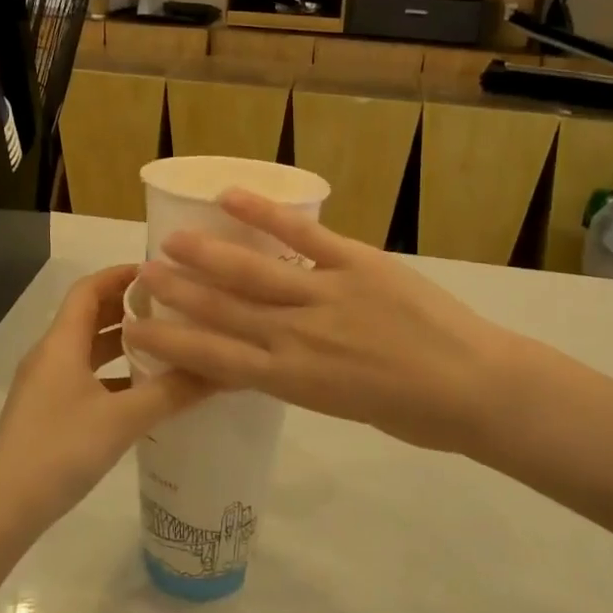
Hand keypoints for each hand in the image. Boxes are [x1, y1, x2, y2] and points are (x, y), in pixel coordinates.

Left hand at [0, 265, 206, 533]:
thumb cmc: (60, 450)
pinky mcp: (49, 411)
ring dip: (123, 341)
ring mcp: (47, 385)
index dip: (121, 274)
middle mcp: (51, 355)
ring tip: (166, 342)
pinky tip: (143, 390)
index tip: (161, 272)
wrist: (3, 509)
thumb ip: (171, 392)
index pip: (90, 289)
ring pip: (89, 349)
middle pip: (90, 315)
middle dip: (129, 306)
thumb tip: (220, 369)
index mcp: (61, 343)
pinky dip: (114, 374)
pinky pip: (86, 377)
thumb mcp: (122, 420)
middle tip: (173, 305)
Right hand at [127, 191, 522, 456]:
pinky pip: (303, 236)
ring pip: (252, 273)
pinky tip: (231, 198)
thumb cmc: (413, 414)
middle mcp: (297, 337)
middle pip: (223, 312)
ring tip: (170, 239)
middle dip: (177, 294)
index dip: (171, 343)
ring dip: (206, 255)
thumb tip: (270, 355)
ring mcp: (326, 295)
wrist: (476, 388)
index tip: (136, 329)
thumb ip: (300, 377)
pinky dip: (266, 215)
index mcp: (292, 380)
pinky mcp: (356, 263)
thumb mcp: (341, 407)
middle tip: (138, 276)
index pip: (214, 361)